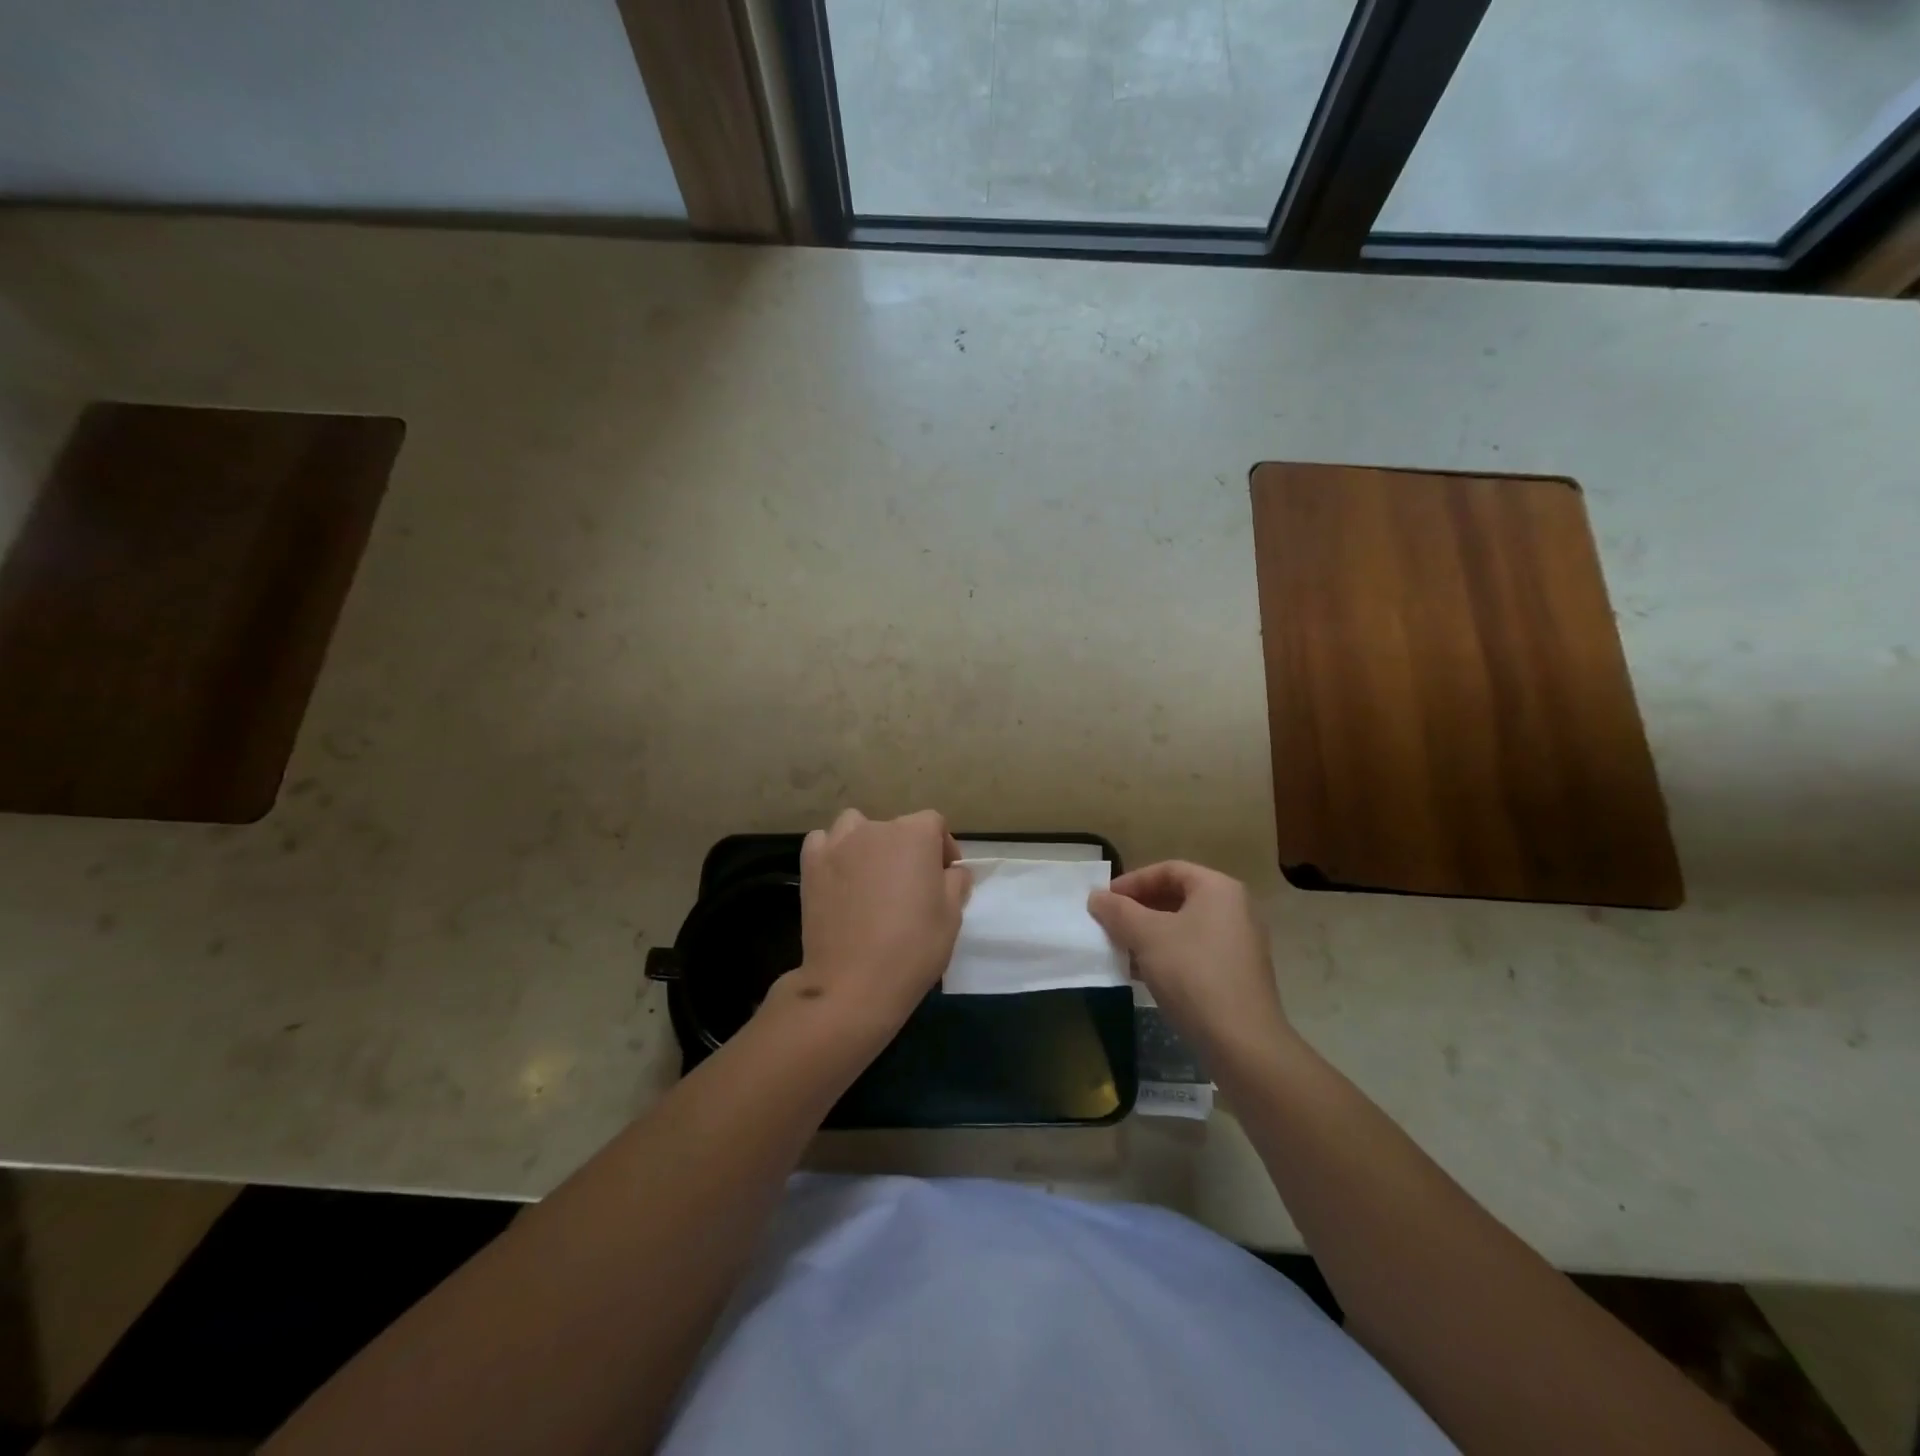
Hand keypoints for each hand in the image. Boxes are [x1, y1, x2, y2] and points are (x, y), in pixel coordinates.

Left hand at [776, 809, 970, 1041]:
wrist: (853, 982)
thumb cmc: (913, 948)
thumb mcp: (952, 916)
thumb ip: (955, 883)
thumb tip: (952, 872)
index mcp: (915, 835)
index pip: (933, 824)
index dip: (942, 847)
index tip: (944, 875)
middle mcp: (876, 829)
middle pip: (896, 827)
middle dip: (906, 849)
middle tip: (909, 885)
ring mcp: (839, 844)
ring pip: (856, 827)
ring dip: (866, 843)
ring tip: (871, 875)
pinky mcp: (811, 864)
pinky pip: (823, 842)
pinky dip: (832, 852)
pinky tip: (839, 877)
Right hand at [1088, 861, 1288, 1060]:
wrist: (1241, 1042)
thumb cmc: (1193, 974)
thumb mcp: (1147, 936)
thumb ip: (1118, 911)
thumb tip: (1096, 896)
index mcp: (1218, 889)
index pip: (1168, 870)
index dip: (1132, 881)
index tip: (1104, 900)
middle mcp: (1234, 909)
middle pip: (1177, 897)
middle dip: (1138, 909)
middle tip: (1109, 923)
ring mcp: (1239, 943)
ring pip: (1183, 927)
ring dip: (1148, 934)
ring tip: (1119, 949)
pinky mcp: (1236, 974)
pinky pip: (1194, 952)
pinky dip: (1166, 955)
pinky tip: (1141, 973)